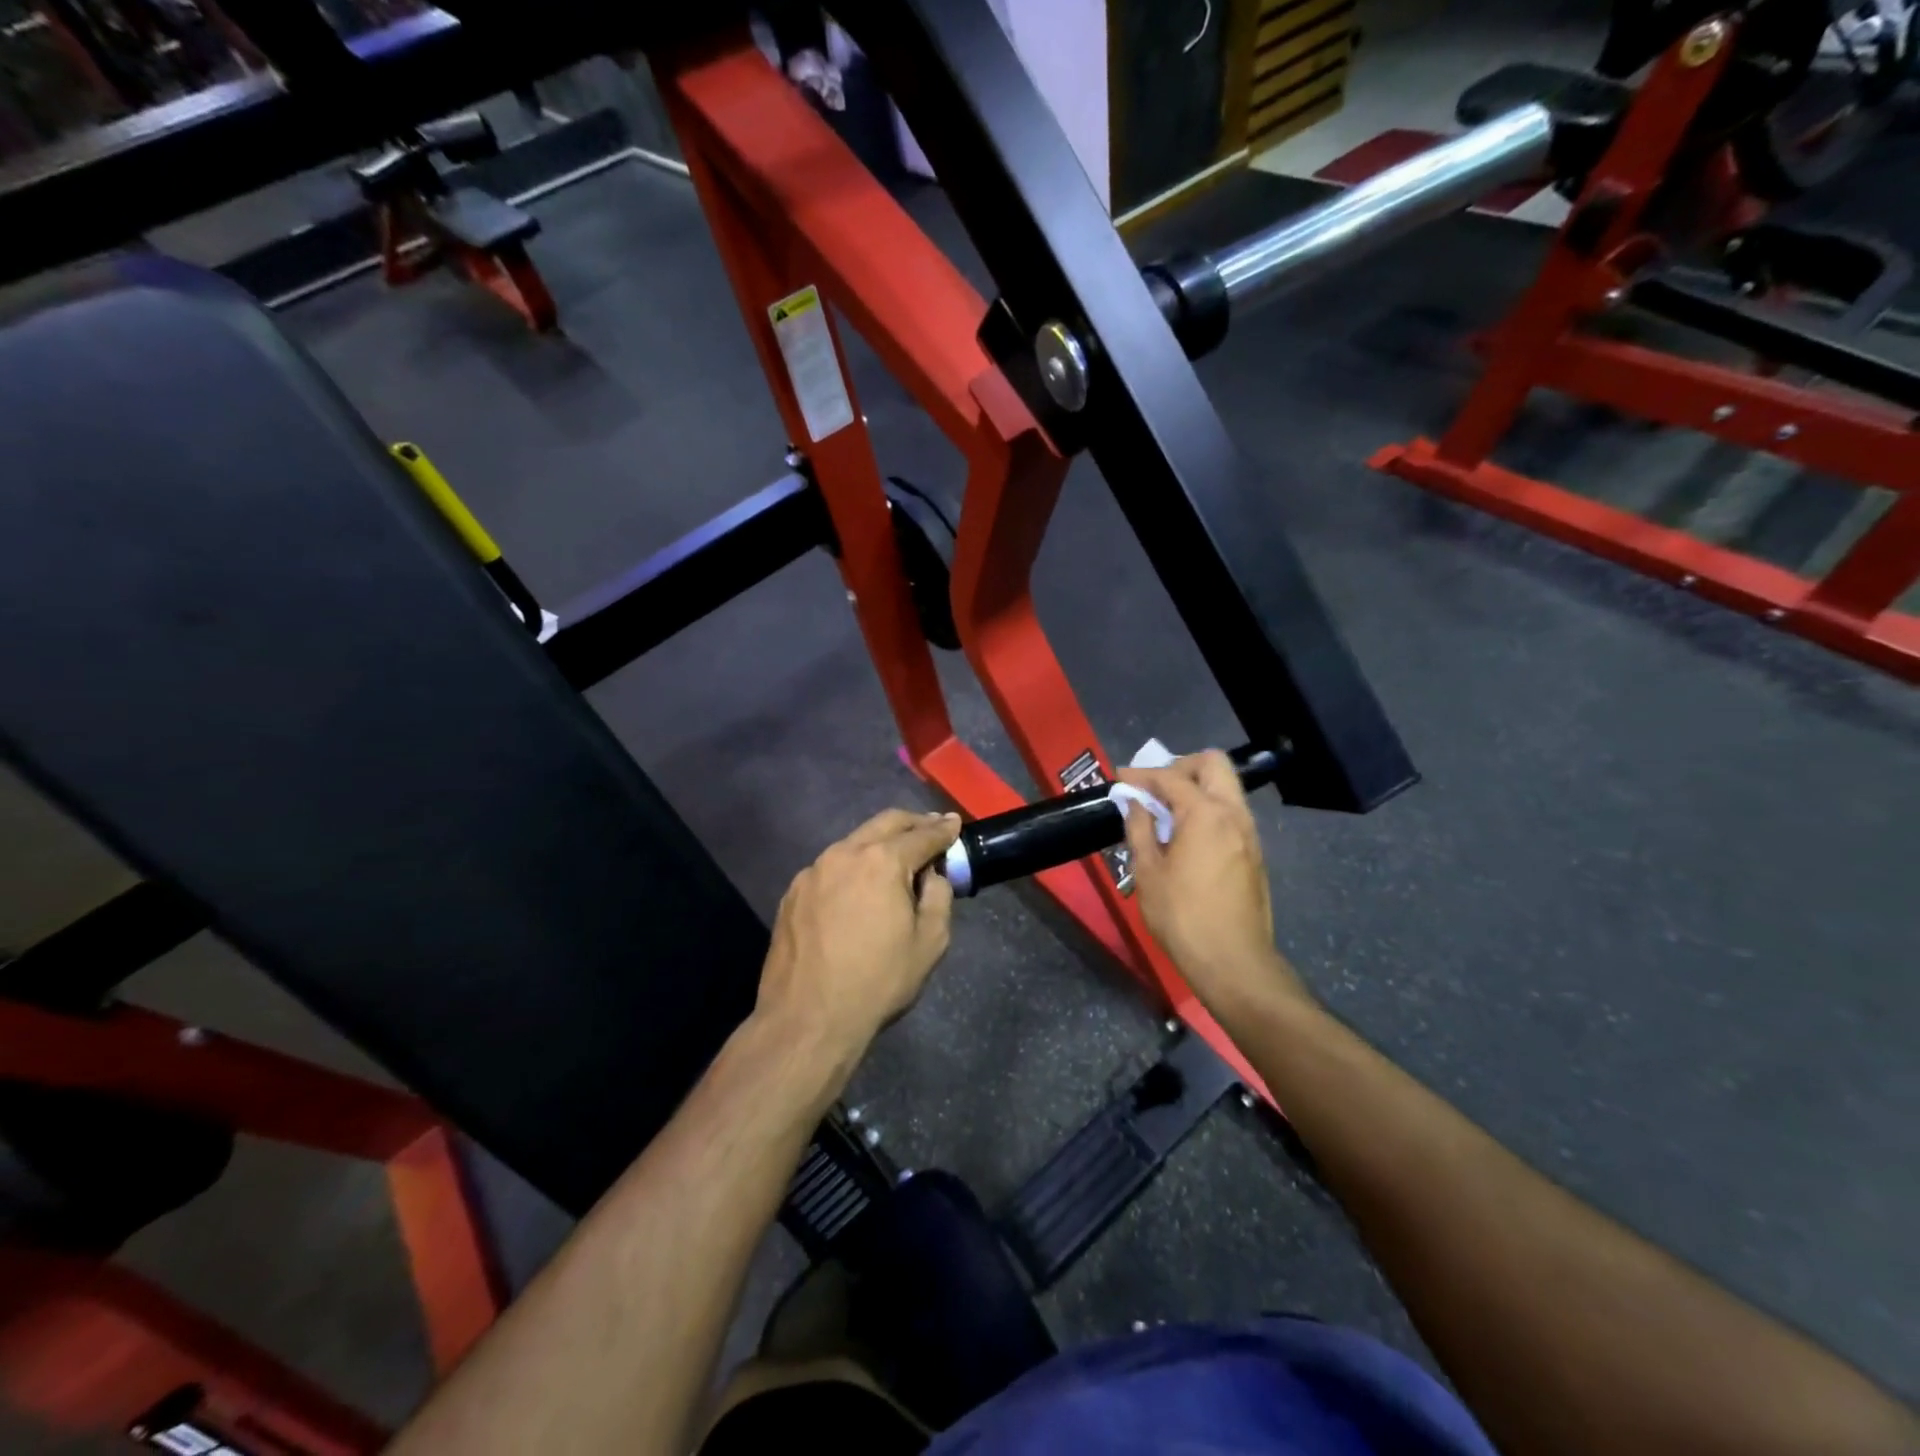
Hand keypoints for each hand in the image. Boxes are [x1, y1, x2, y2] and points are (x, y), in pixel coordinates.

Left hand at [755, 809, 960, 1067]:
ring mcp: (813, 871)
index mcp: (882, 861)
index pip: (922, 835)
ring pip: (853, 843)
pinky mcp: (793, 892)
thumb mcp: (930, 942)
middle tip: (931, 827)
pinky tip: (858, 888)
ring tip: (896, 859)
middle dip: (912, 823)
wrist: (807, 1019)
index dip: (943, 829)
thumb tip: (931, 875)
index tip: (955, 823)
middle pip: (885, 823)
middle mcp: (844, 853)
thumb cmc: (878, 981)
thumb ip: (939, 896)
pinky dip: (852, 867)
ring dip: (879, 844)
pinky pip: (830, 868)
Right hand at [1118, 752, 1312, 1020]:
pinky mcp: (1254, 854)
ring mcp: (1250, 834)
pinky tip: (1187, 836)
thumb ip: (1140, 830)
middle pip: (1213, 765)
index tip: (1119, 779)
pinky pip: (1231, 813)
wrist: (1234, 962)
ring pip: (1227, 788)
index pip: (1171, 777)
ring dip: (1196, 788)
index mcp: (1205, 814)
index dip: (1141, 775)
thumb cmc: (1182, 917)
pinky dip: (1208, 810)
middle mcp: (1234, 814)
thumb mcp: (1148, 873)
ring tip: (1166, 812)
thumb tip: (1134, 804)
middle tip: (1153, 788)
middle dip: (1180, 767)